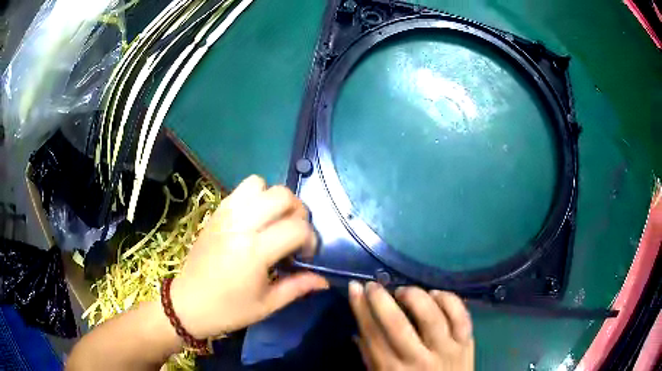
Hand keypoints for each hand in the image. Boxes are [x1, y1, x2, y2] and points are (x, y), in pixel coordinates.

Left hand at [170, 175, 328, 338]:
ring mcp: (225, 215)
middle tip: (293, 234)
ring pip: (260, 184)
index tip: (305, 256)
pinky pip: (240, 190)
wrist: (187, 304)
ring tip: (273, 222)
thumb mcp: (267, 305)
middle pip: (282, 195)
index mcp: (254, 252)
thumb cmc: (228, 310)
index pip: (297, 227)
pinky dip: (255, 197)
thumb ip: (298, 287)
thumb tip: (324, 279)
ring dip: (274, 199)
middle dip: (298, 212)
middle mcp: (240, 225)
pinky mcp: (215, 213)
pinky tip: (254, 220)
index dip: (311, 239)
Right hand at [349, 282, 473, 370]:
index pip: (372, 335)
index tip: (355, 288)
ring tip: (404, 291)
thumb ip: (371, 357)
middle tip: (374, 285)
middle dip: (382, 300)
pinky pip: (461, 316)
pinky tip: (436, 294)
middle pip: (398, 324)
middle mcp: (419, 360)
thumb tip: (358, 329)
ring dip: (416, 297)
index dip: (361, 309)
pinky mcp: (466, 343)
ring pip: (432, 316)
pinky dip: (449, 299)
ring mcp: (446, 350)